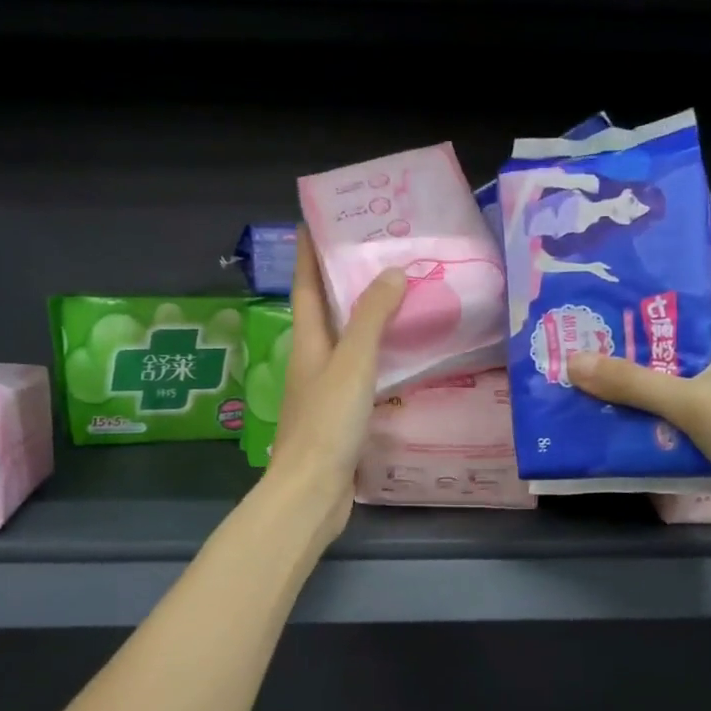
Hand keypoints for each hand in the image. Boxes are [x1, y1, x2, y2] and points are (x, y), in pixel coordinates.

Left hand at [264, 229, 407, 546]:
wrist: (312, 492)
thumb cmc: (327, 423)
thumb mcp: (351, 364)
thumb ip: (371, 320)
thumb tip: (392, 273)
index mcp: (308, 343)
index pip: (306, 285)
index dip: (309, 252)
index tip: (317, 218)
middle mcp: (312, 361)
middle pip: (326, 311)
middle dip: (344, 280)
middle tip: (380, 253)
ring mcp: (325, 390)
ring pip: (346, 343)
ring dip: (366, 318)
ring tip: (401, 296)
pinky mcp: (341, 416)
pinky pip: (362, 373)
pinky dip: (379, 357)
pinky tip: (403, 357)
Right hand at [567, 217, 710, 513]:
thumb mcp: (693, 404)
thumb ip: (634, 383)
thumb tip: (573, 361)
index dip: (710, 227)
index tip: (671, 210)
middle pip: (706, 293)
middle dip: (665, 277)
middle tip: (616, 267)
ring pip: (694, 335)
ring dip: (658, 326)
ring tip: (610, 315)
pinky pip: (689, 371)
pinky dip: (661, 367)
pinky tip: (627, 374)